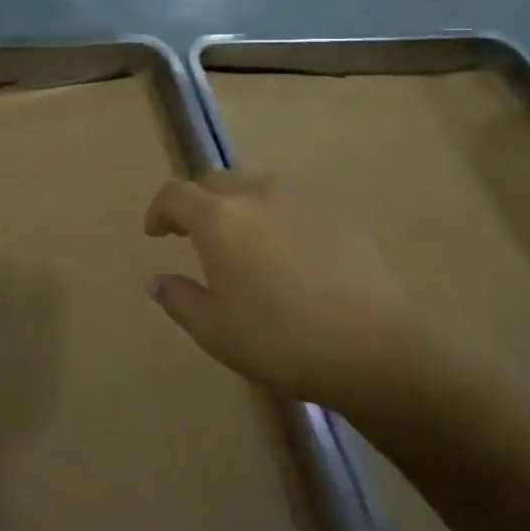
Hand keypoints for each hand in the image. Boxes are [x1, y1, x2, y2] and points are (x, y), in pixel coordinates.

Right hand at [143, 172, 426, 412]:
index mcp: (219, 217)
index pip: (175, 194)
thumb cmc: (280, 340)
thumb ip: (179, 298)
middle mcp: (257, 195)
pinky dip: (278, 222)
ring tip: (243, 244)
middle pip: (215, 182)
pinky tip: (290, 259)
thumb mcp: (215, 330)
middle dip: (197, 204)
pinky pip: (293, 208)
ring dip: (239, 208)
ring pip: (256, 189)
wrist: (374, 348)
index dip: (159, 210)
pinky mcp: (338, 216)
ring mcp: (302, 201)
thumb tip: (157, 280)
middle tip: (194, 236)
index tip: (156, 234)